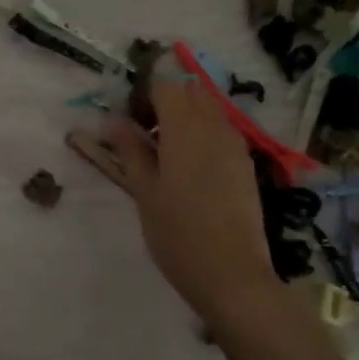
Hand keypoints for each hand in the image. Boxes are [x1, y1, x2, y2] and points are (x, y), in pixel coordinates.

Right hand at [96, 68, 281, 332]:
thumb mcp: (143, 190)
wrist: (231, 274)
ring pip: (208, 111)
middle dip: (165, 101)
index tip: (127, 119)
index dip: (143, 93)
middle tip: (142, 133)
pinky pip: (221, 132)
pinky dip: (202, 135)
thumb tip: (113, 120)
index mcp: (185, 128)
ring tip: (162, 153)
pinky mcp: (245, 165)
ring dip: (184, 118)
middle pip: (190, 92)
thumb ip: (130, 150)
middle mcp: (214, 127)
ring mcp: (235, 146)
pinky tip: (187, 169)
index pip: (165, 85)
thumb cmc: (177, 232)